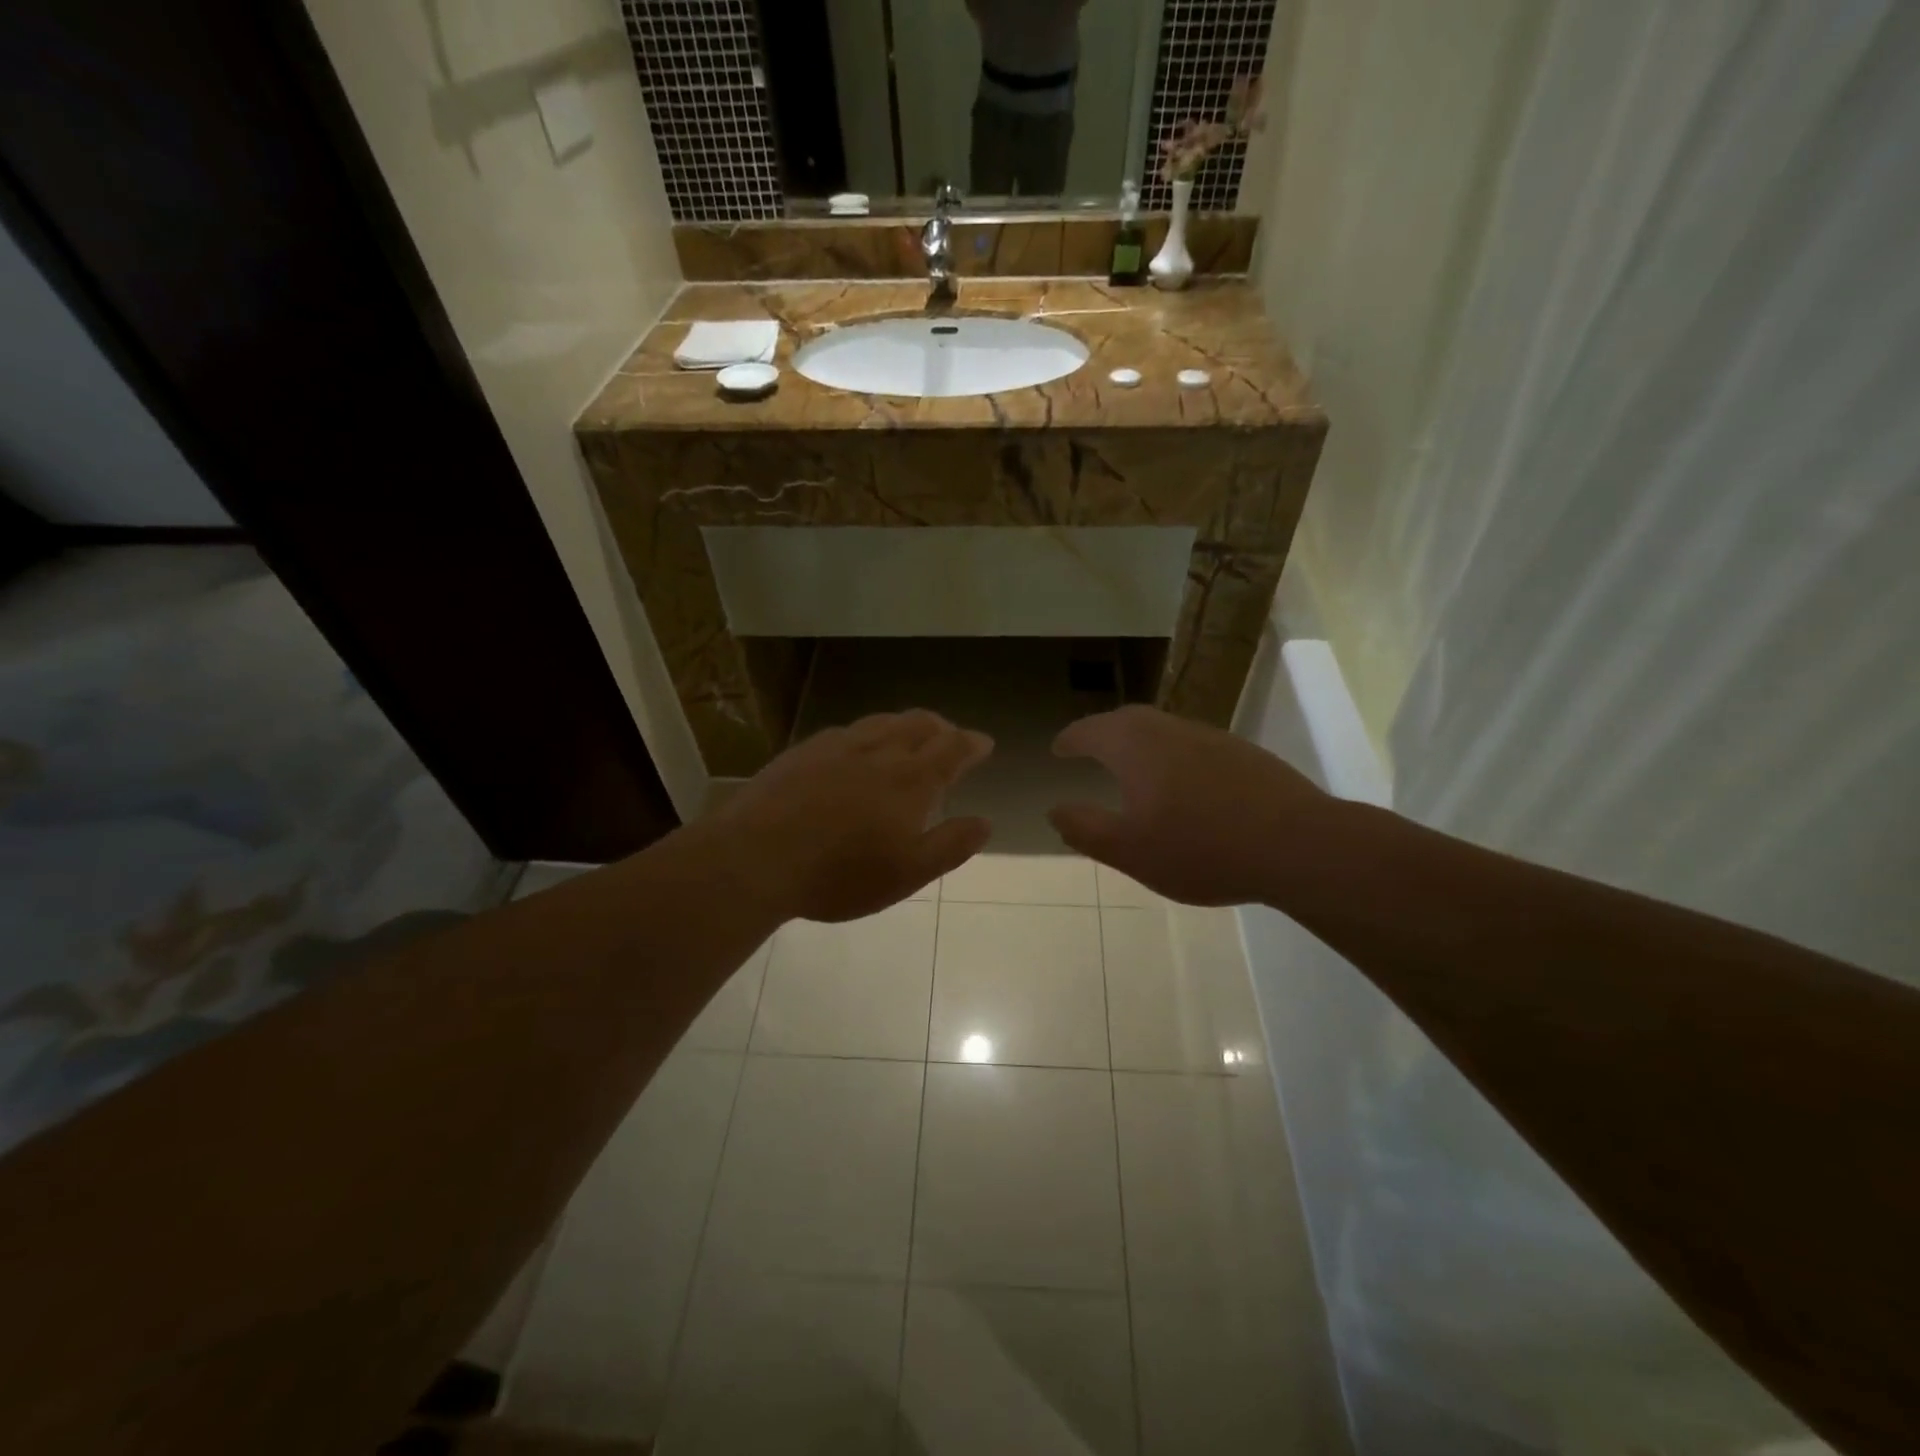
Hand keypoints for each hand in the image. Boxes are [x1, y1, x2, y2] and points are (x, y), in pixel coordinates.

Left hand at [717, 711, 993, 922]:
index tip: (983, 743)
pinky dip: (868, 733)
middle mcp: (879, 751)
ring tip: (910, 735)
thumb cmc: (840, 873)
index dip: (972, 744)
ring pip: (883, 722)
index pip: (952, 748)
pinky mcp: (804, 751)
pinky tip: (857, 747)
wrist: (757, 857)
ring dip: (906, 725)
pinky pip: (847, 731)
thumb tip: (985, 822)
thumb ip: (950, 845)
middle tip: (949, 737)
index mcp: (911, 779)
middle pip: (919, 724)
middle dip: (941, 728)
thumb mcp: (907, 873)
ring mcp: (838, 746)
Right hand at [1048, 705, 1330, 906]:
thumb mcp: (1130, 851)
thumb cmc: (1202, 849)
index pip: (1091, 731)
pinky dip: (1172, 756)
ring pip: (1163, 730)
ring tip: (1131, 768)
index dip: (1070, 739)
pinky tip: (1183, 786)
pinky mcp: (1244, 754)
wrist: (1298, 845)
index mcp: (1135, 746)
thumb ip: (1086, 829)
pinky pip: (1192, 745)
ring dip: (1139, 743)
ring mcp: (1211, 738)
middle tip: (1089, 750)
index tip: (1058, 749)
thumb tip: (1055, 809)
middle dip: (1103, 733)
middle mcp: (1170, 730)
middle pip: (1127, 721)